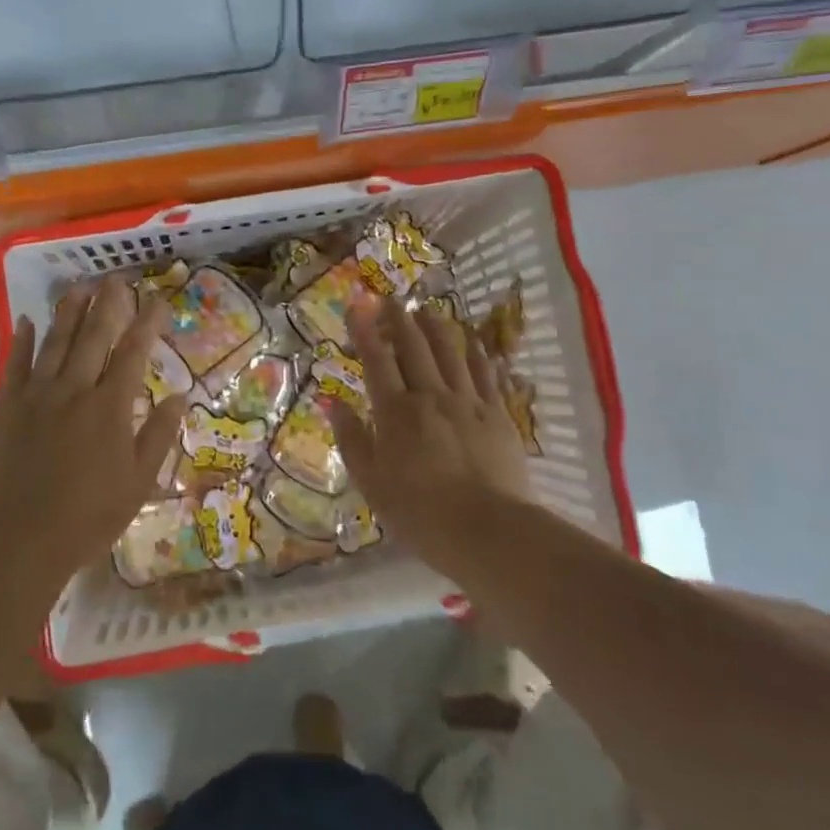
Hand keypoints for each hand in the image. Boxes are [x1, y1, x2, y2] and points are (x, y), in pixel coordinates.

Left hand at [0, 279, 186, 592]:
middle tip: (116, 278)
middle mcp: (74, 389)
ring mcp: (36, 395)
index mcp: (110, 407)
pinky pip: (14, 365)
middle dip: (108, 304)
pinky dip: (22, 341)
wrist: (21, 537)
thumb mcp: (139, 482)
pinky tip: (27, 320)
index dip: (147, 323)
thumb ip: (159, 435)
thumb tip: (179, 396)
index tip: (158, 300)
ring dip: (68, 311)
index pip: (133, 353)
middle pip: (93, 337)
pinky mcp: (5, 408)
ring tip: (79, 285)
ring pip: (55, 343)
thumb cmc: (89, 516)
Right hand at [329, 297, 530, 570]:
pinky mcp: (498, 415)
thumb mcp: (371, 481)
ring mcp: (468, 402)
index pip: (377, 360)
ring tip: (428, 311)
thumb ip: (351, 438)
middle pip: (414, 347)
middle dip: (399, 320)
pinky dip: (477, 354)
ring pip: (451, 353)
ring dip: (437, 328)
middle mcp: (431, 396)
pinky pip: (486, 374)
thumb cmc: (419, 512)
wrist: (487, 530)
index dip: (365, 330)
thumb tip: (331, 402)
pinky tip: (474, 343)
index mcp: (395, 412)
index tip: (357, 305)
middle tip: (392, 299)